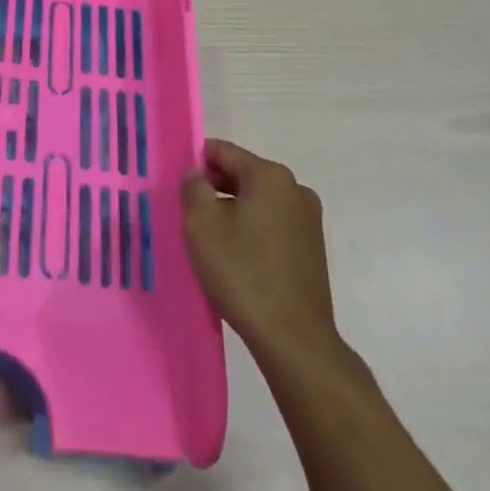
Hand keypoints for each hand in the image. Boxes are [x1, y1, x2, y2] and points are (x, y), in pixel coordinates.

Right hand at [182, 139, 339, 360]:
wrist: (294, 339)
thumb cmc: (243, 273)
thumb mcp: (202, 225)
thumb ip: (193, 187)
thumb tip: (196, 173)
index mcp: (270, 176)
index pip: (223, 151)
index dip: (195, 162)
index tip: (177, 186)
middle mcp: (295, 188)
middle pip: (242, 173)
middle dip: (214, 188)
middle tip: (188, 214)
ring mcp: (308, 219)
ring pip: (257, 200)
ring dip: (232, 210)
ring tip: (210, 240)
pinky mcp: (312, 247)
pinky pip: (272, 223)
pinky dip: (251, 229)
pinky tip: (236, 257)